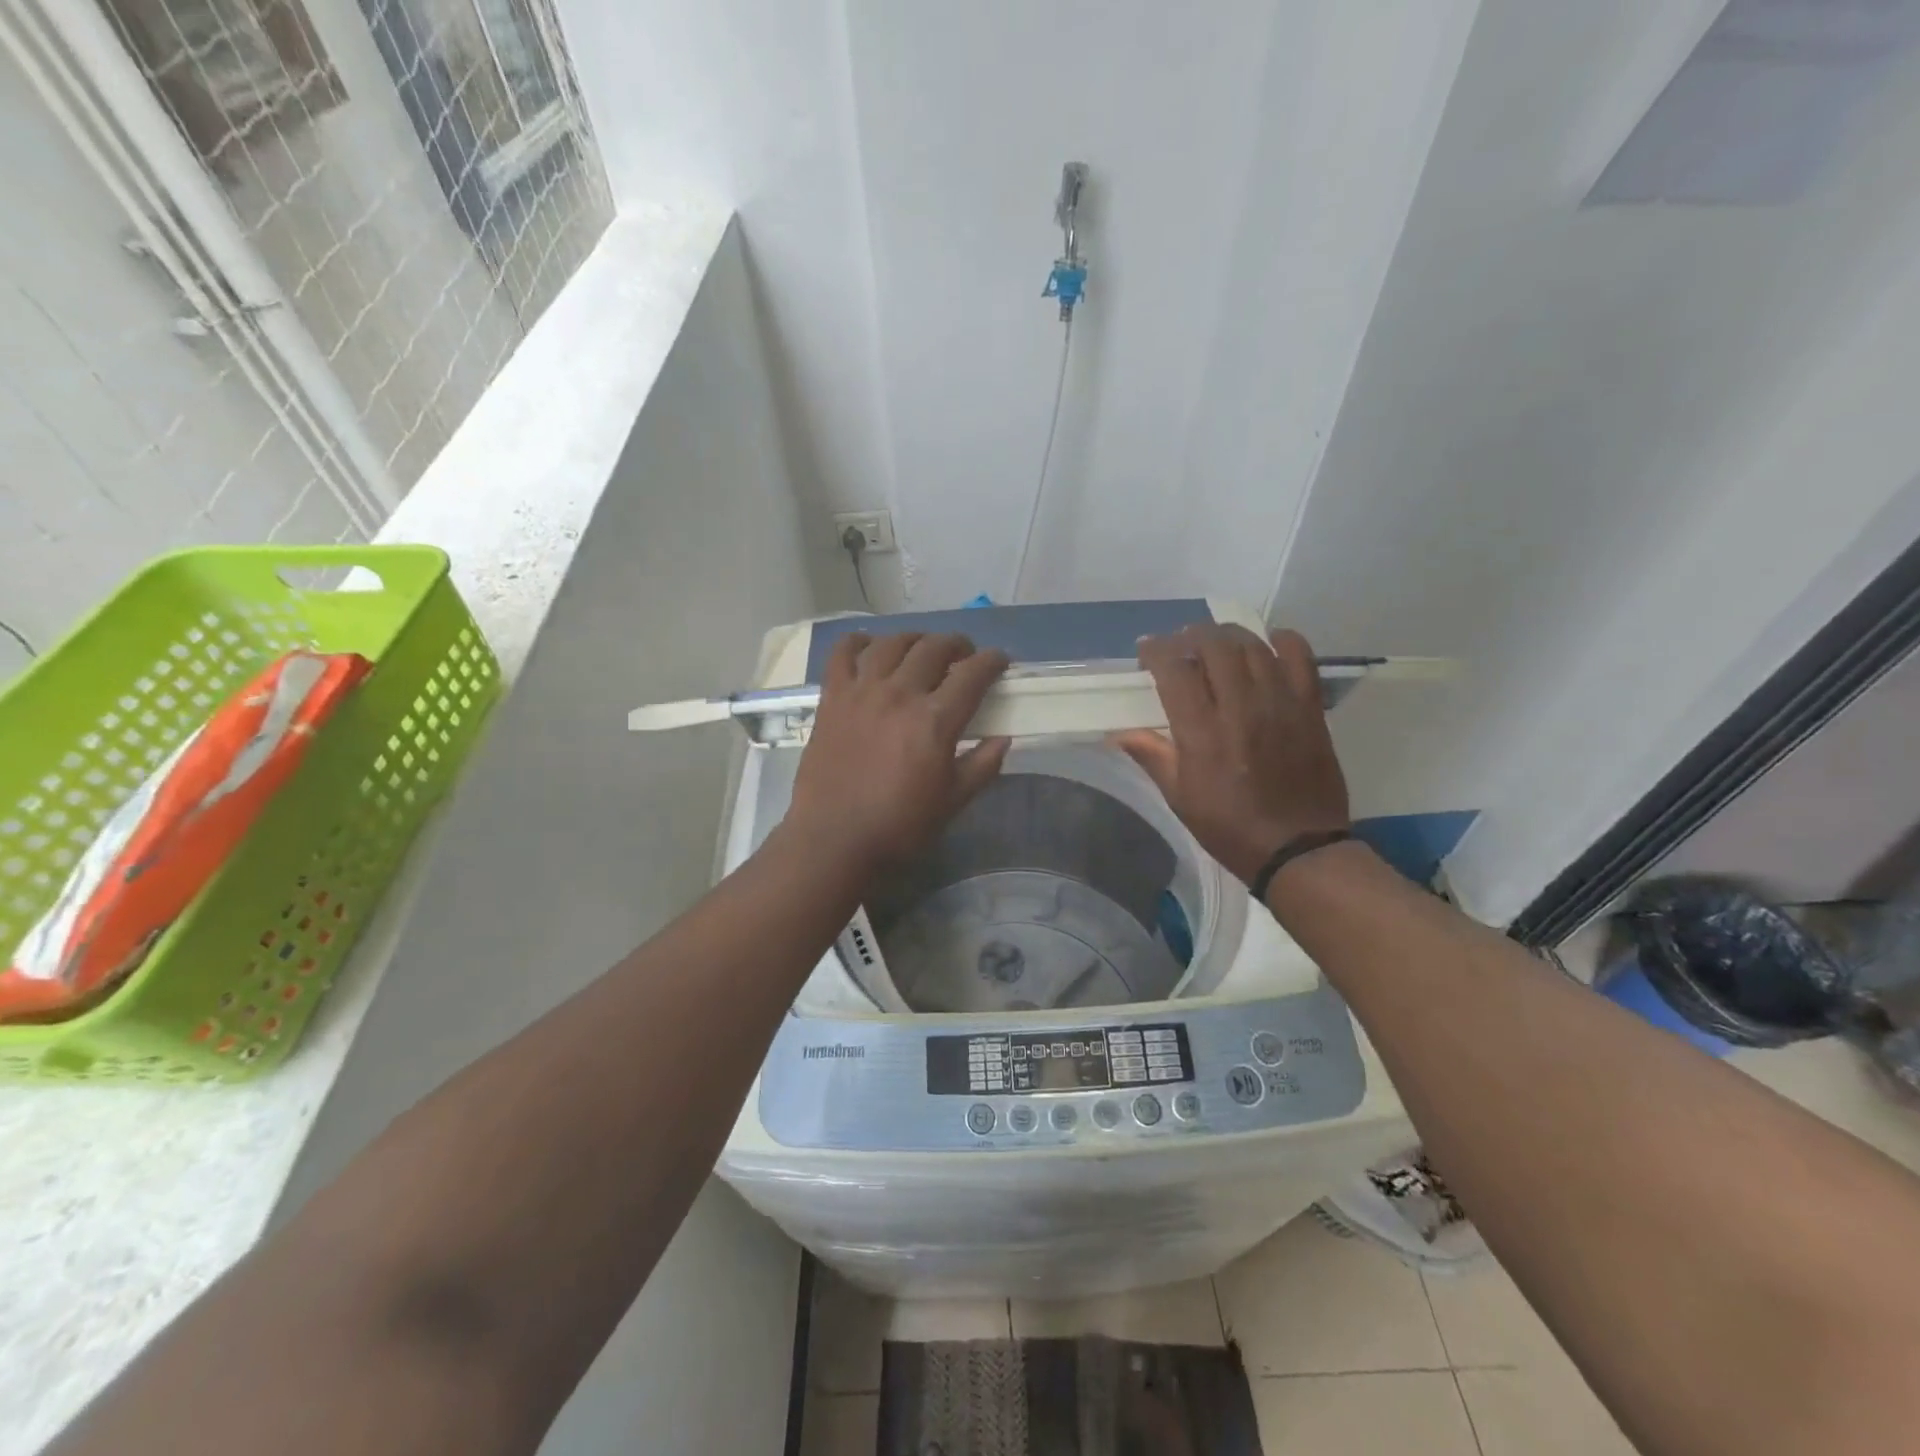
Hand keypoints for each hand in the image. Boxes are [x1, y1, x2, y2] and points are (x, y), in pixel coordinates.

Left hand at [787, 631, 1011, 870]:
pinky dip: (859, 642)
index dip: (992, 661)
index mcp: (935, 720)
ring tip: (922, 648)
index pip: (972, 674)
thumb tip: (1004, 739)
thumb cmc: (900, 826)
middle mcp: (900, 694)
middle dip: (957, 644)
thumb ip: (982, 766)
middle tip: (964, 654)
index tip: (1000, 661)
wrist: (834, 840)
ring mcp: (862, 692)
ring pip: (892, 643)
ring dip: (915, 638)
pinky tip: (869, 645)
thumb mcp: (953, 802)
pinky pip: (843, 654)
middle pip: (934, 648)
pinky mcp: (832, 699)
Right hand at [1111, 625, 1348, 885]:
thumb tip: (1118, 733)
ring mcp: (1280, 703)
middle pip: (1214, 645)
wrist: (1298, 848)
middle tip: (1181, 645)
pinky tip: (1267, 645)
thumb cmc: (1229, 827)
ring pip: (1252, 645)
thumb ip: (1152, 756)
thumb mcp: (1180, 797)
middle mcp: (1240, 708)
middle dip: (1190, 636)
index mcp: (1202, 733)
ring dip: (1227, 636)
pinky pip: (1300, 656)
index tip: (1146, 651)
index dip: (1156, 650)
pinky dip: (1281, 641)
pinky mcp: (1310, 708)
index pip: (1175, 669)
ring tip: (1216, 644)